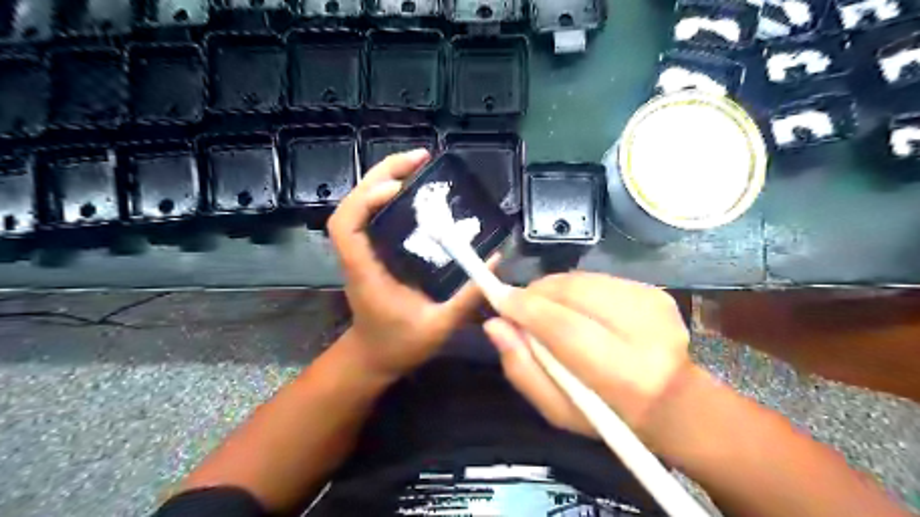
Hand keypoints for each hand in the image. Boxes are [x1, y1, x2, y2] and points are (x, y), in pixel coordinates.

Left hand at [326, 151, 492, 380]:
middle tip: (420, 158)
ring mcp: (363, 253)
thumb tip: (495, 261)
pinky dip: (389, 195)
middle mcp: (358, 256)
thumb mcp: (438, 327)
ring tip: (418, 166)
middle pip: (352, 204)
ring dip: (384, 179)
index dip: (367, 199)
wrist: (372, 358)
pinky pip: (374, 216)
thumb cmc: (399, 346)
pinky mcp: (372, 253)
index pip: (346, 226)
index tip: (400, 187)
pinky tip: (414, 191)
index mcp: (366, 273)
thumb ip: (468, 297)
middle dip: (381, 173)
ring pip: (360, 205)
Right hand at [485, 275, 700, 448]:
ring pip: (581, 280)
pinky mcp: (654, 291)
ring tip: (548, 310)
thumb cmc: (608, 414)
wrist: (673, 401)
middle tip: (520, 307)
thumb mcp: (557, 408)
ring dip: (554, 290)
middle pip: (572, 292)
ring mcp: (652, 304)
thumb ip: (521, 368)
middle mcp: (643, 330)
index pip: (563, 326)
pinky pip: (596, 278)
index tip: (499, 300)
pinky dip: (575, 289)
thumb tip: (495, 325)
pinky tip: (576, 309)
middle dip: (536, 294)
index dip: (526, 308)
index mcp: (622, 374)